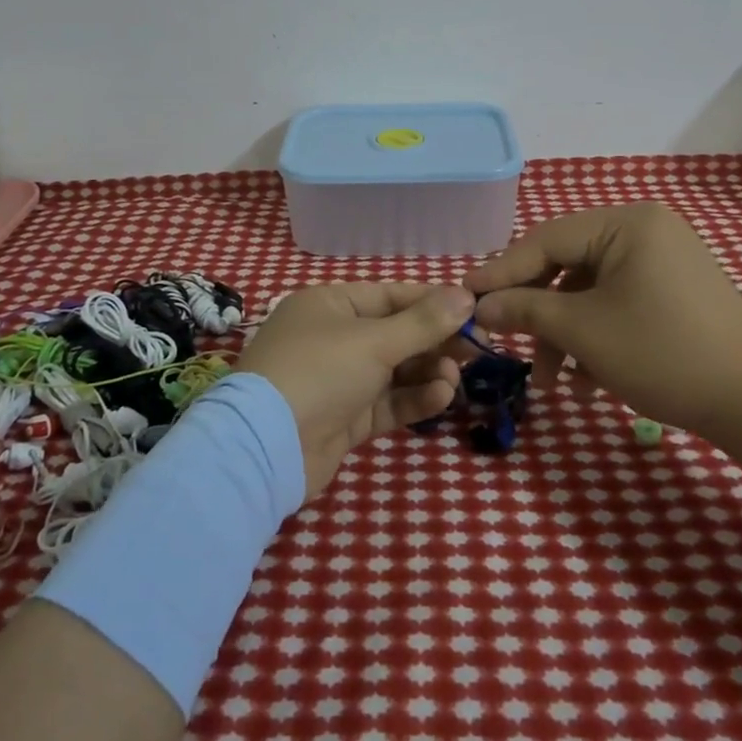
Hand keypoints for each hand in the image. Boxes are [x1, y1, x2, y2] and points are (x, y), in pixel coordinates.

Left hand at [237, 283, 473, 498]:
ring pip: (393, 370)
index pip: (389, 295)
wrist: (266, 446)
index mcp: (330, 304)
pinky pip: (386, 402)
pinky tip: (441, 396)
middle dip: (433, 340)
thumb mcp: (374, 341)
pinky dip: (413, 399)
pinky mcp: (344, 418)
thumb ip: (423, 322)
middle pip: (394, 333)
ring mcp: (337, 380)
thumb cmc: (320, 371)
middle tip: (474, 348)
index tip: (472, 309)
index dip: (431, 301)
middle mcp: (332, 337)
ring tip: (455, 376)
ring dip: (426, 371)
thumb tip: (465, 294)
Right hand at [465, 203, 741, 438]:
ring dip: (565, 335)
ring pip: (590, 292)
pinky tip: (589, 383)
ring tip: (553, 383)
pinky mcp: (673, 293)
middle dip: (537, 313)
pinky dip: (596, 339)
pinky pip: (617, 304)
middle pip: (566, 266)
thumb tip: (480, 305)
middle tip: (505, 341)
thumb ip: (525, 310)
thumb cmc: (664, 354)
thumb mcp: (584, 331)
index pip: (546, 239)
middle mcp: (644, 231)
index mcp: (626, 223)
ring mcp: (662, 262)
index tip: (464, 295)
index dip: (501, 271)